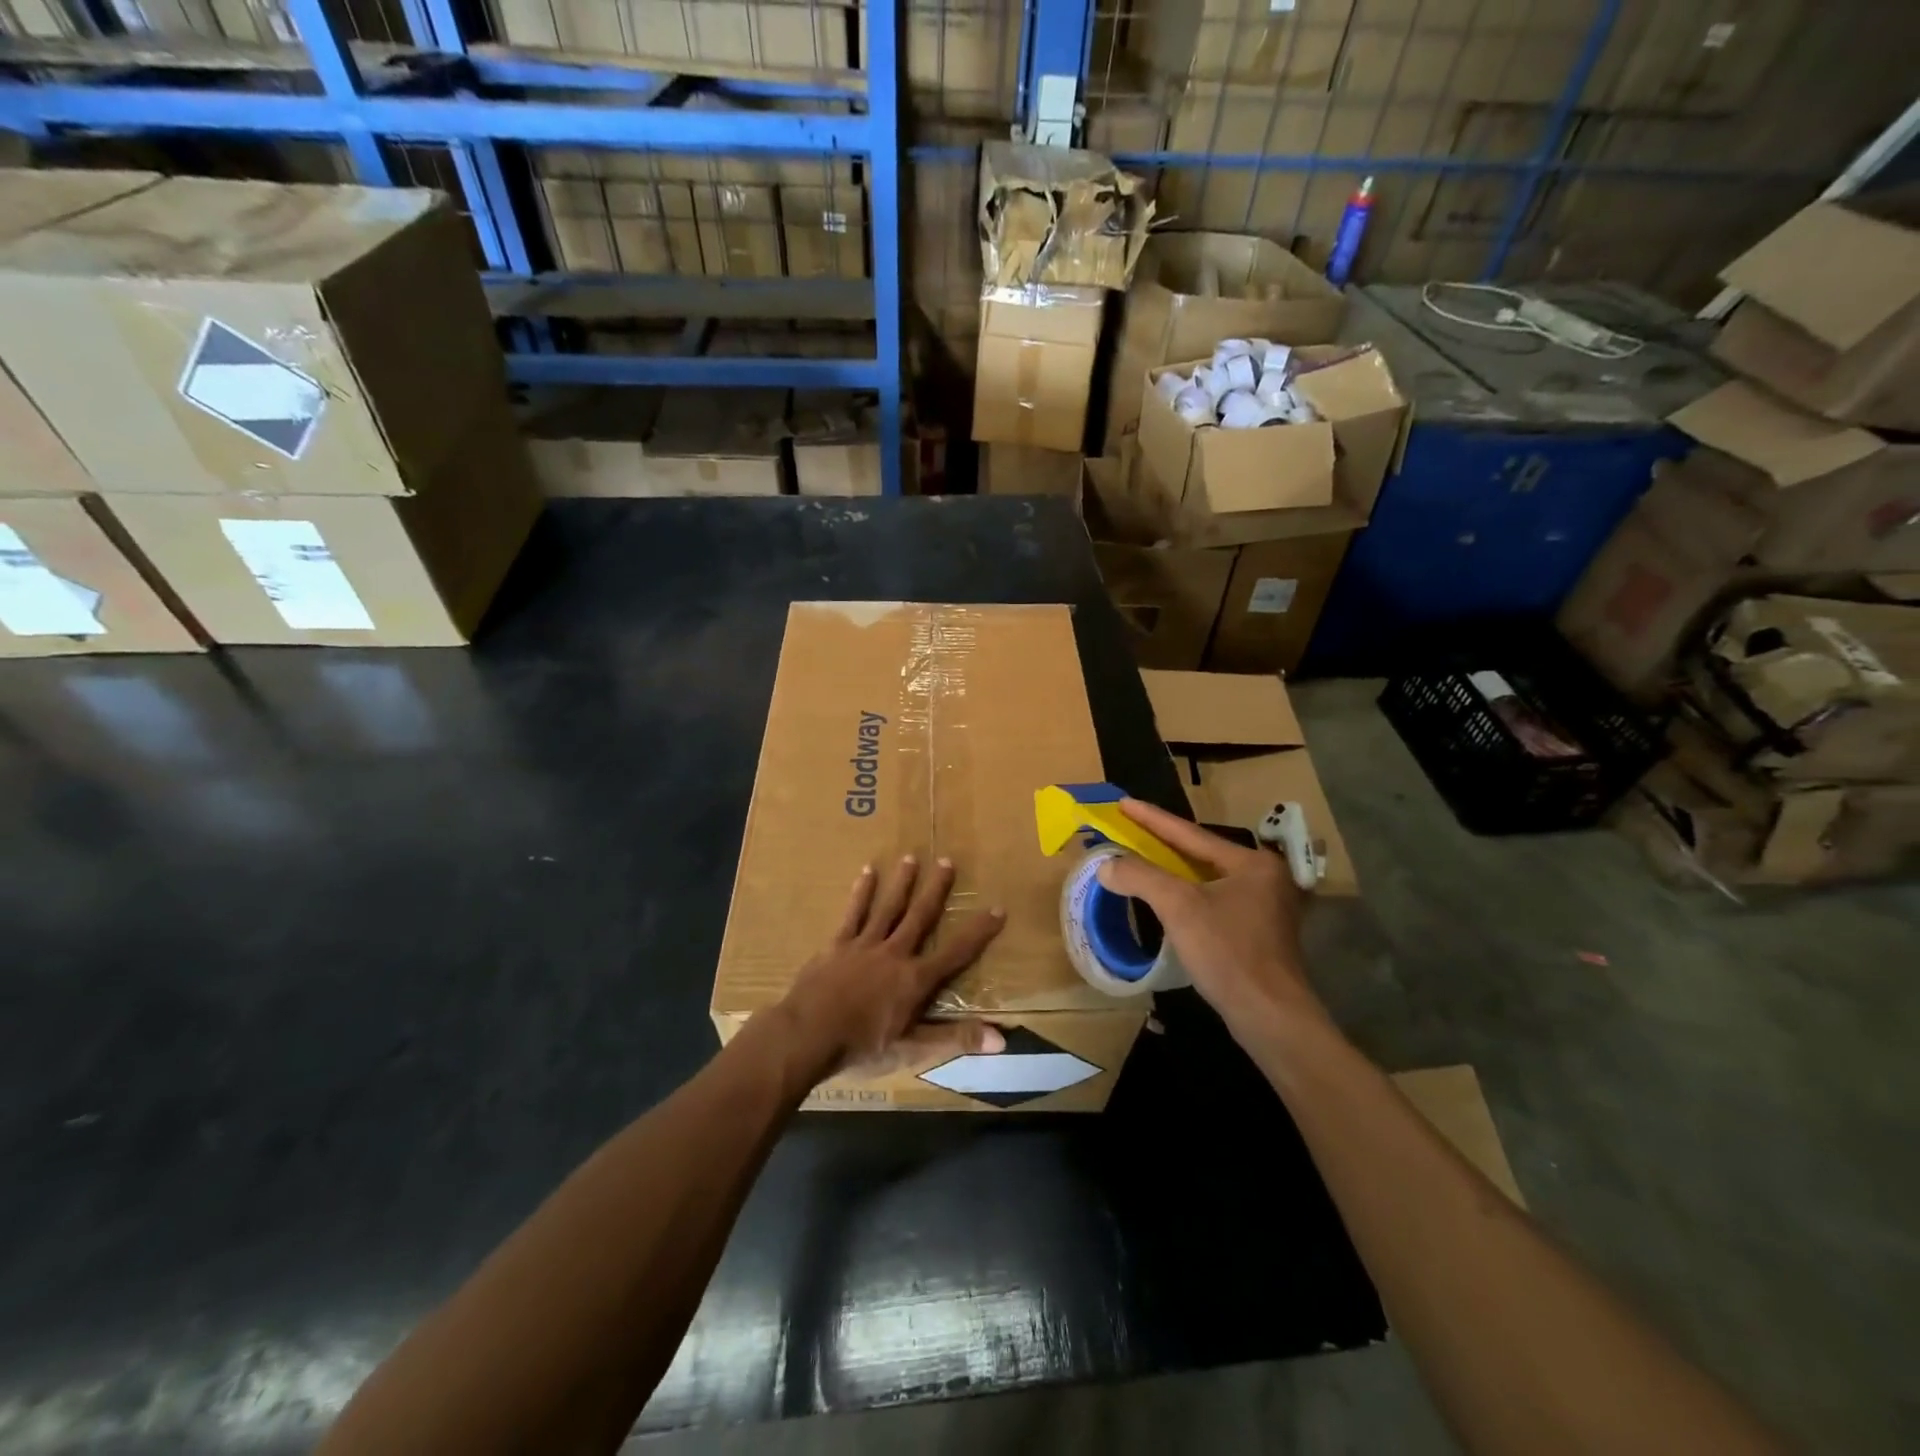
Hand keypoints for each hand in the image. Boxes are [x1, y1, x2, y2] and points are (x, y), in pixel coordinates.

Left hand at [774, 855, 1006, 1081]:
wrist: (807, 1035)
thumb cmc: (861, 1046)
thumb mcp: (912, 1048)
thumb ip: (955, 1038)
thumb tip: (1001, 1039)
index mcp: (915, 979)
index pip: (956, 952)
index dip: (979, 931)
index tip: (998, 908)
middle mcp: (894, 953)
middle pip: (920, 916)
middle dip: (936, 890)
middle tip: (947, 861)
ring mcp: (864, 945)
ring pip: (888, 908)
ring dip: (902, 883)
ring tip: (911, 858)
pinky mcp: (837, 944)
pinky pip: (853, 913)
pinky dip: (862, 893)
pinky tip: (868, 872)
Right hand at [1095, 798, 1326, 1039]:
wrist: (1269, 1015)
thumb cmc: (1227, 952)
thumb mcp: (1178, 907)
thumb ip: (1141, 877)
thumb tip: (1107, 865)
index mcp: (1251, 863)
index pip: (1190, 834)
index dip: (1152, 818)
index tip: (1123, 803)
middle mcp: (1264, 878)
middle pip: (1201, 854)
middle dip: (1163, 844)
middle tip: (1130, 829)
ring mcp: (1266, 908)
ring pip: (1208, 880)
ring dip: (1173, 872)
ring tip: (1143, 859)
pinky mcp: (1259, 935)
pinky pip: (1214, 902)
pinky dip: (1187, 896)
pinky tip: (1168, 900)